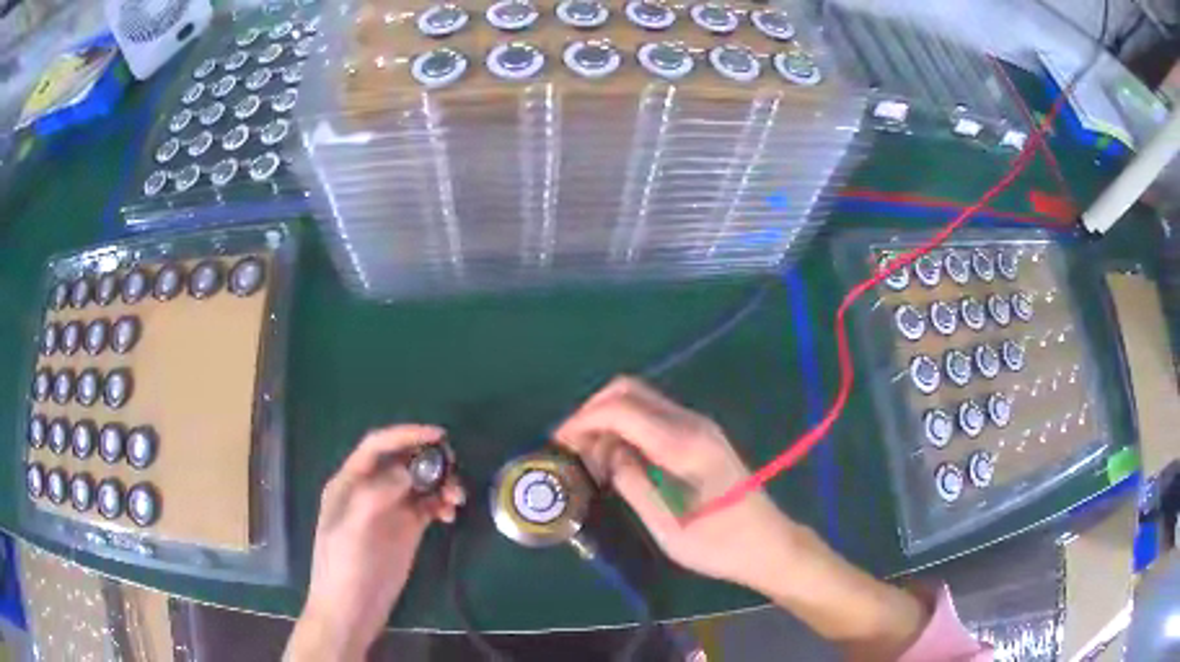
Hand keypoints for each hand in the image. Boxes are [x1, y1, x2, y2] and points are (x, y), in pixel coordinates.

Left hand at [286, 425, 465, 661]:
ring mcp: (389, 511)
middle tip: (454, 468)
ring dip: (440, 483)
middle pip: (402, 461)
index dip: (405, 435)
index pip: (377, 446)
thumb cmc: (343, 567)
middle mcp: (370, 490)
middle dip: (429, 459)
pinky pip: (428, 506)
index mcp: (349, 482)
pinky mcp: (406, 530)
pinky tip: (451, 515)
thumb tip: (409, 472)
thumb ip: (376, 496)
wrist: (352, 609)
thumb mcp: (352, 529)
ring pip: (419, 483)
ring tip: (457, 498)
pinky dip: (441, 504)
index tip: (438, 435)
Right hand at [555, 378, 929, 659]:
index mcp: (683, 443)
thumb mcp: (667, 525)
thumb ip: (632, 483)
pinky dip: (626, 428)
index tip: (558, 444)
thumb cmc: (719, 544)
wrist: (768, 544)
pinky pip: (653, 417)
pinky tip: (617, 459)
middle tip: (572, 450)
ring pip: (640, 401)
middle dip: (592, 412)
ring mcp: (698, 427)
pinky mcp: (699, 437)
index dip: (582, 419)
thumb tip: (604, 454)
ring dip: (608, 420)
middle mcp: (690, 423)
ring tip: (591, 461)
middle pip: (628, 391)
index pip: (621, 408)